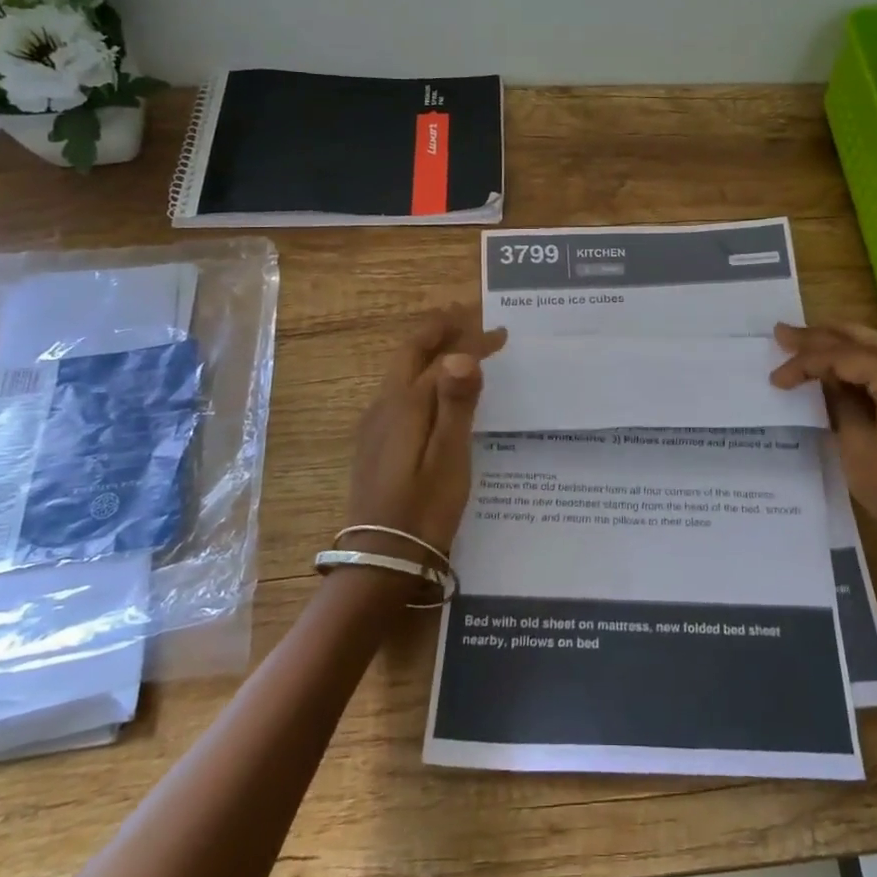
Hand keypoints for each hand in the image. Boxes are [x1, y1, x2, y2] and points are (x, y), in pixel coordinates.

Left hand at [347, 304, 507, 554]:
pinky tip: (436, 392)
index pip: (440, 357)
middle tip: (468, 316)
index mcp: (404, 404)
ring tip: (457, 343)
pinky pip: (400, 391)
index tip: (500, 333)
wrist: (381, 560)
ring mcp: (375, 425)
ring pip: (403, 371)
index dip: (470, 340)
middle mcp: (384, 405)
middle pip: (411, 354)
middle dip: (440, 330)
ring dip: (430, 350)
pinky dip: (422, 375)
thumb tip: (461, 354)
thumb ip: (456, 404)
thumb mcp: (449, 458)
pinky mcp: (375, 443)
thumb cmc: (424, 509)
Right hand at [770, 322, 876, 556]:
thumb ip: (838, 400)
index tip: (776, 378)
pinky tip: (841, 365)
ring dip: (843, 343)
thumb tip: (824, 377)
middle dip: (822, 336)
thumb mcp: (855, 442)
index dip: (805, 363)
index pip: (844, 357)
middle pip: (863, 342)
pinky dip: (862, 362)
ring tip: (809, 337)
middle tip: (784, 332)